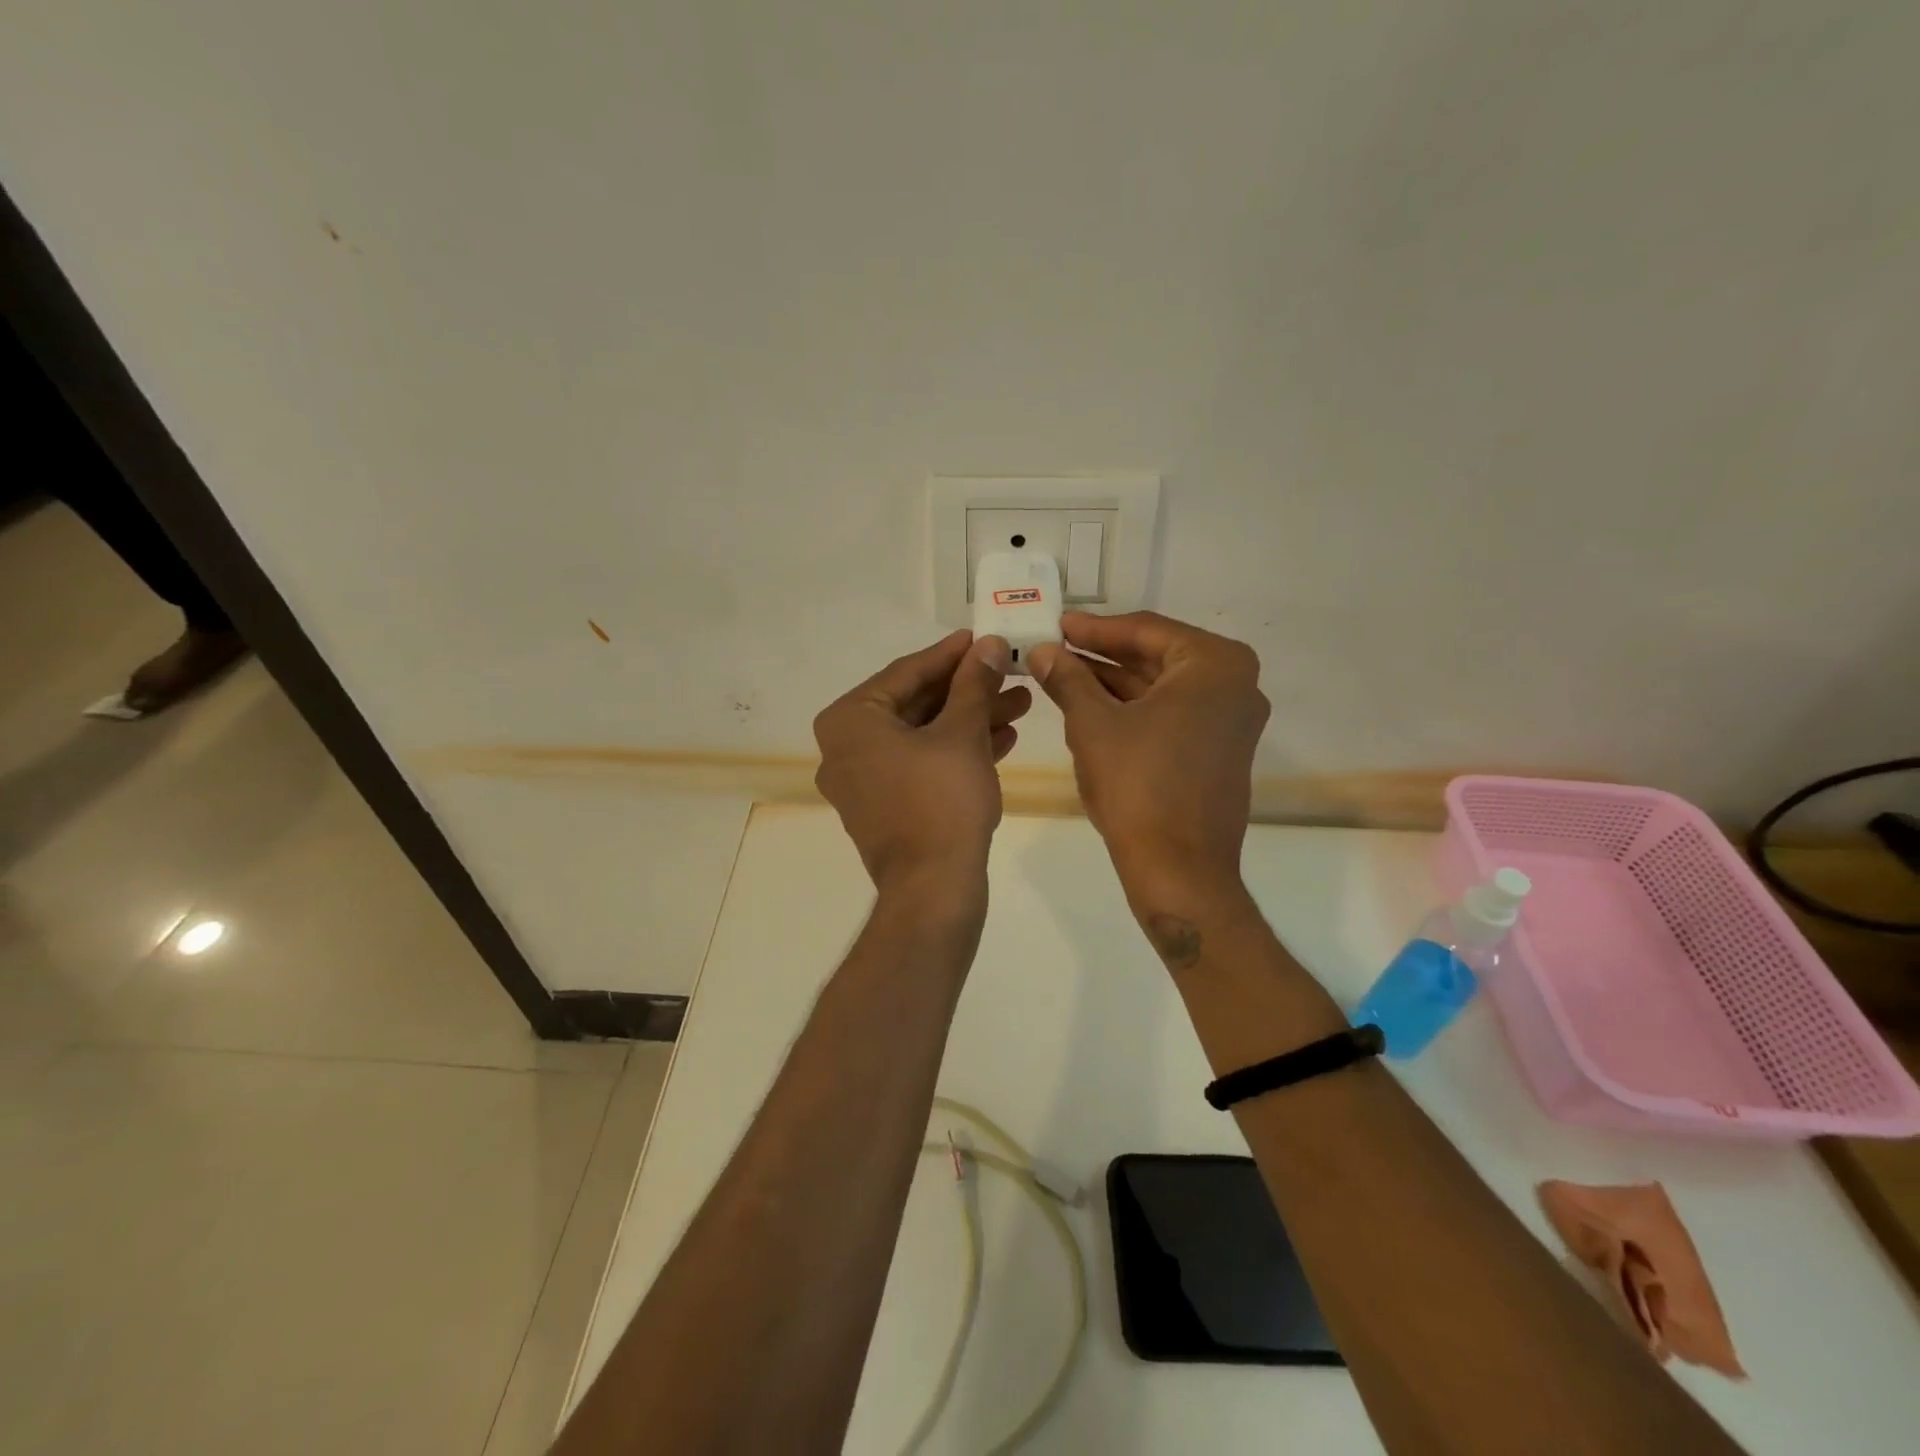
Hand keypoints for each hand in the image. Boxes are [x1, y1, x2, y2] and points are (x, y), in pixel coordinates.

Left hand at [813, 631, 1031, 895]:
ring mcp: (864, 781)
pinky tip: (1003, 738)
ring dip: (970, 719)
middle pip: (916, 704)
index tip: (983, 638)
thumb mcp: (962, 733)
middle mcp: (846, 747)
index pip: (906, 672)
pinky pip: (921, 764)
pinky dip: (957, 751)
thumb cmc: (942, 801)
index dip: (951, 654)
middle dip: (968, 690)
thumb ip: (974, 684)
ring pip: (923, 736)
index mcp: (850, 721)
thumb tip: (989, 645)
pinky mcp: (886, 807)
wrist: (933, 890)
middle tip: (1009, 672)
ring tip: (1020, 704)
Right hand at [1028, 612, 1267, 904]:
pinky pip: (1172, 714)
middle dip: (1103, 655)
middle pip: (1157, 656)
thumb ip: (1068, 679)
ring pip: (1162, 687)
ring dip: (1113, 682)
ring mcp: (1231, 721)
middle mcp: (1235, 685)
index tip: (1057, 625)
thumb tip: (1042, 651)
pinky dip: (1134, 708)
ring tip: (1063, 675)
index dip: (1094, 629)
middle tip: (1056, 648)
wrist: (1178, 868)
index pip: (1146, 631)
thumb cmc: (1138, 785)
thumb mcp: (1093, 725)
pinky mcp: (1220, 750)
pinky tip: (1091, 705)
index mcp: (1214, 665)